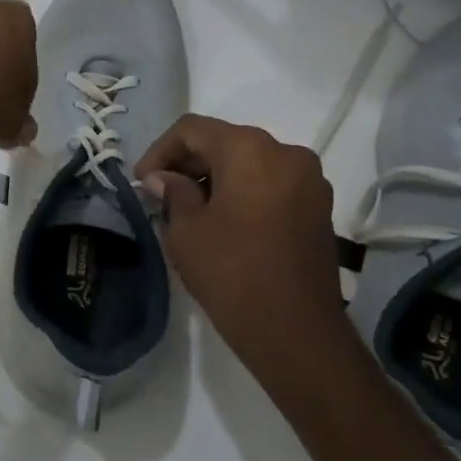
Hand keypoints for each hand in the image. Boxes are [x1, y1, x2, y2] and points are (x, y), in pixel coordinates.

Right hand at [136, 115, 350, 389]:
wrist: (295, 330)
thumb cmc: (231, 272)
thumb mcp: (185, 230)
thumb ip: (172, 193)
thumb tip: (164, 179)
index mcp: (250, 149)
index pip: (192, 129)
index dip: (160, 150)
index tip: (141, 182)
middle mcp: (286, 152)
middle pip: (224, 141)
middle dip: (188, 163)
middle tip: (159, 194)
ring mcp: (309, 180)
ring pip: (249, 162)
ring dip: (214, 177)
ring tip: (187, 208)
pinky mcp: (318, 207)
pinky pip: (270, 183)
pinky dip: (242, 190)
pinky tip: (221, 219)